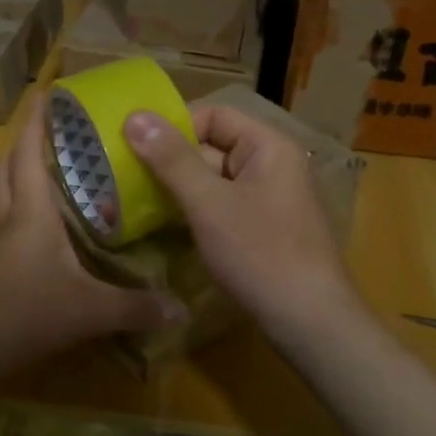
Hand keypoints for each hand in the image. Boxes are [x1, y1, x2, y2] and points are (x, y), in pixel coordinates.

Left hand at [0, 94, 185, 388]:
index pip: (27, 152)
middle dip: (23, 149)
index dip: (36, 121)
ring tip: (50, 186)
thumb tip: (181, 309)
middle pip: (4, 169)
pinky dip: (15, 222)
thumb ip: (134, 308)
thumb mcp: (86, 310)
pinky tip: (39, 244)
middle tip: (55, 145)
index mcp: (30, 212)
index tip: (47, 94)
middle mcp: (5, 219)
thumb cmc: (19, 312)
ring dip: (16, 183)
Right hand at [124, 102, 358, 345]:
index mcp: (268, 146)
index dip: (174, 126)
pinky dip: (196, 210)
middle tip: (126, 175)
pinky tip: (167, 225)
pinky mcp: (264, 228)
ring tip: (137, 199)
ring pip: (215, 179)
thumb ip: (171, 159)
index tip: (134, 146)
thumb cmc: (259, 252)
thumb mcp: (208, 203)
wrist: (308, 320)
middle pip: (214, 146)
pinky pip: (223, 205)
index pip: (215, 115)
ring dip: (180, 187)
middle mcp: (273, 164)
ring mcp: (270, 198)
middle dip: (171, 160)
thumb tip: (134, 116)